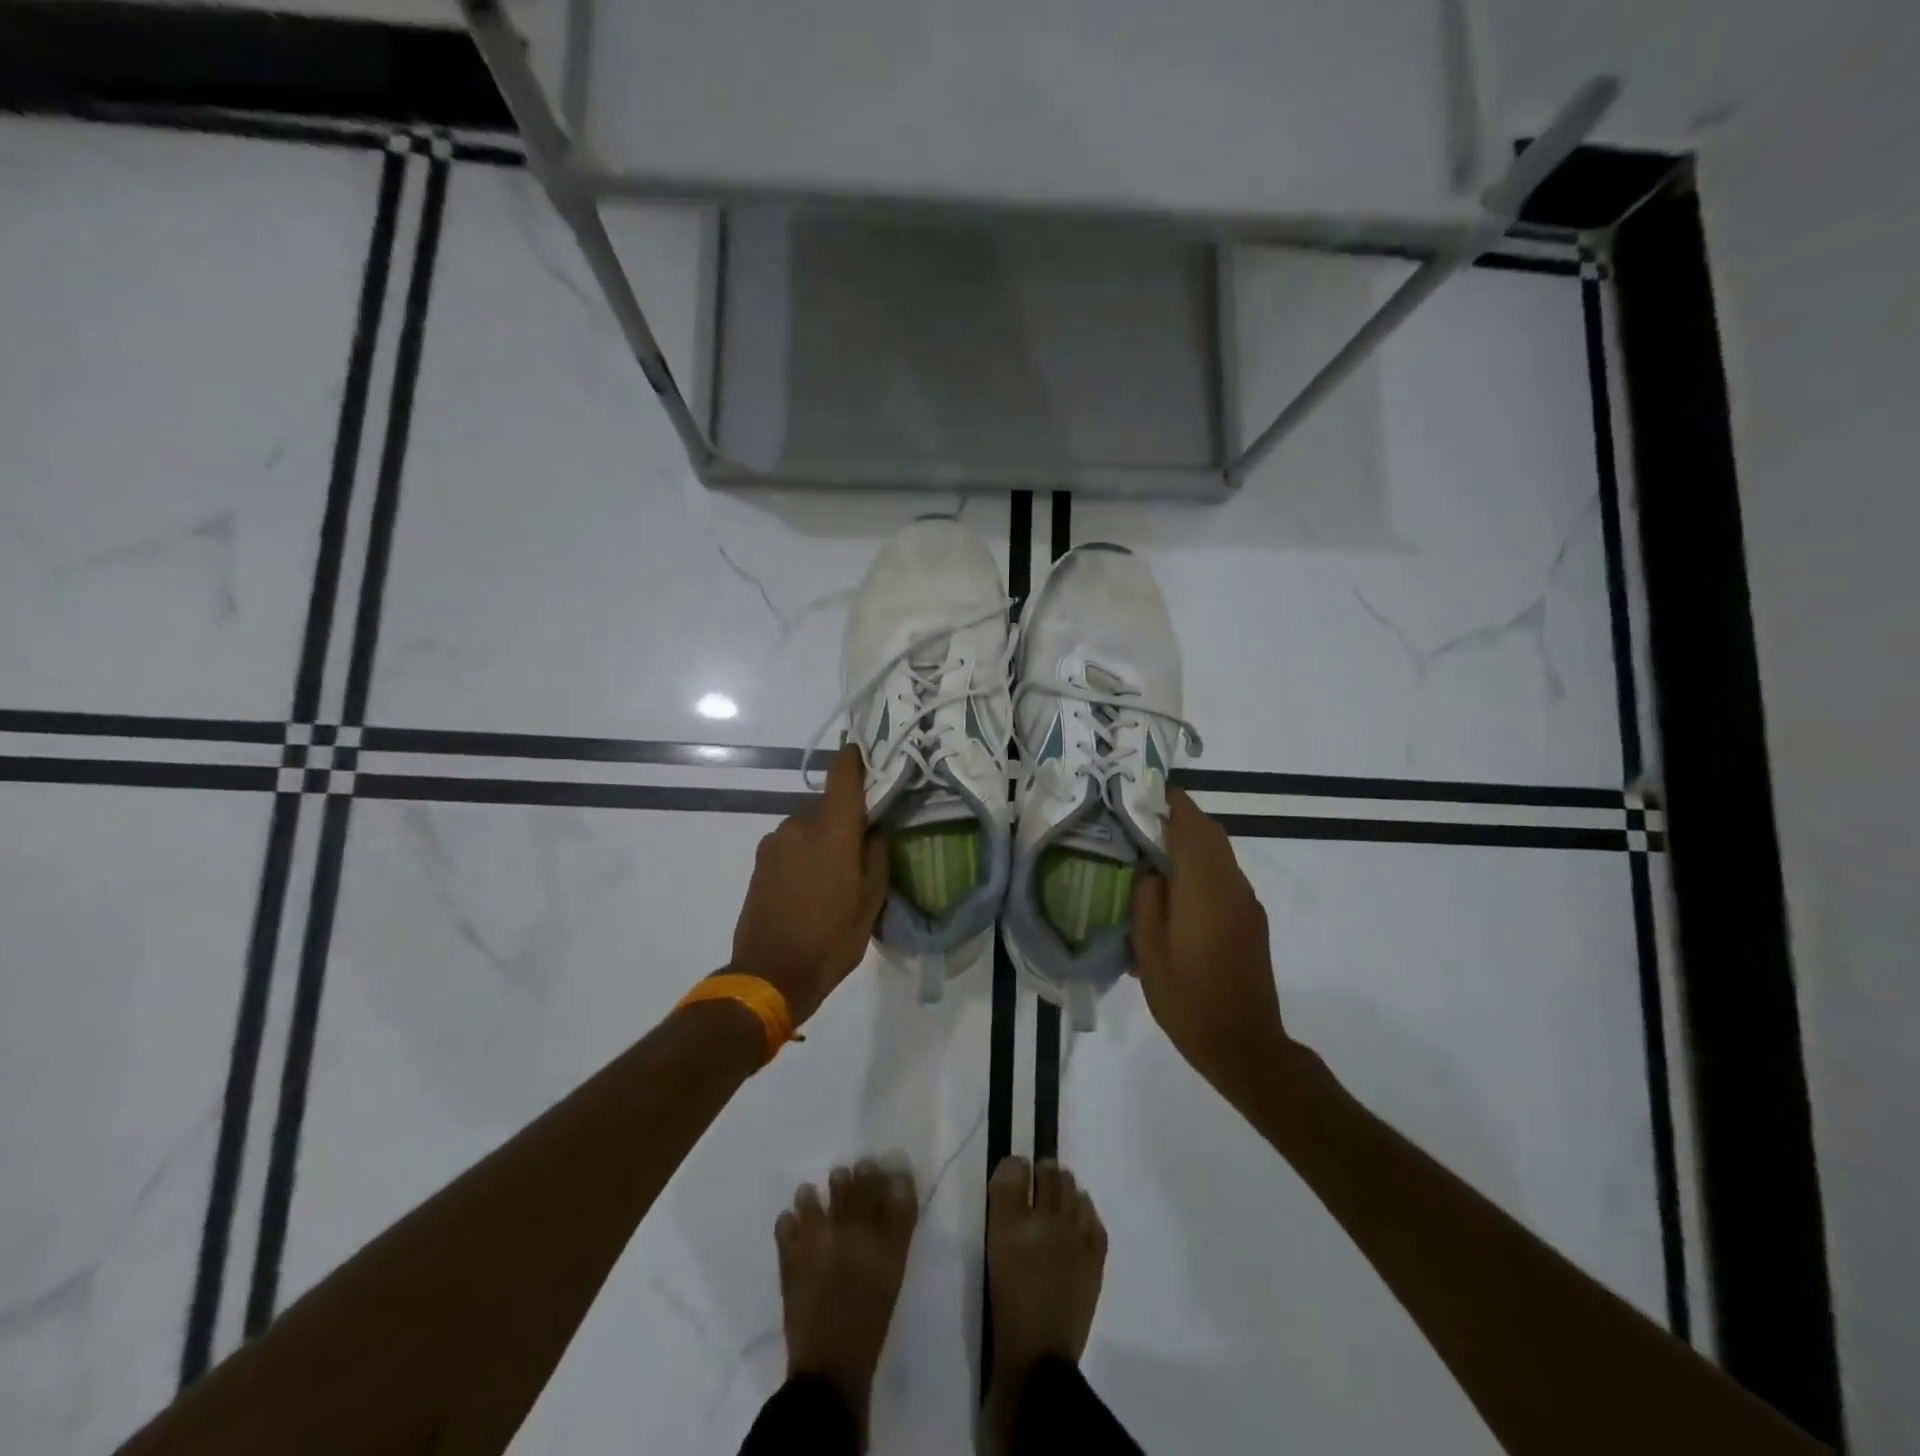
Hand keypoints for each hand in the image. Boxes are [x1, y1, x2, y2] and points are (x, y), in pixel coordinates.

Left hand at [728, 743, 888, 1025]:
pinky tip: (810, 886)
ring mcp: (774, 842)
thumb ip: (876, 856)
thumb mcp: (871, 900)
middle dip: (844, 819)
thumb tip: (873, 832)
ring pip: (807, 827)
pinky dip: (803, 854)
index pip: (842, 774)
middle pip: (827, 805)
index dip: (854, 758)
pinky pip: (790, 845)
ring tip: (834, 875)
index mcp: (831, 828)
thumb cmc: (831, 937)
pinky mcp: (759, 862)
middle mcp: (799, 824)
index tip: (866, 754)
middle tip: (861, 847)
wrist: (770, 974)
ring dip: (822, 840)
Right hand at [1131, 788, 1290, 1100]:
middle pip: (1210, 833)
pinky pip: (1224, 876)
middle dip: (1180, 817)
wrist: (1244, 1044)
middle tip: (1142, 817)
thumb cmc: (1187, 998)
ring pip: (1220, 854)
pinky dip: (1202, 865)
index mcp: (1204, 887)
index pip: (1191, 825)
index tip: (1145, 789)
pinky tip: (1177, 887)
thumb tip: (1151, 871)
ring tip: (1154, 848)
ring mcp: (1246, 903)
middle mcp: (1232, 885)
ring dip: (1192, 841)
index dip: (1170, 801)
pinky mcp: (1251, 920)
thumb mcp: (1149, 950)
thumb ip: (1147, 899)